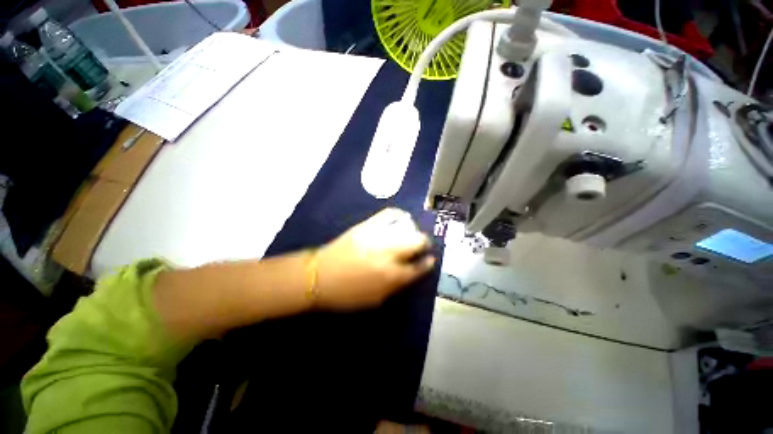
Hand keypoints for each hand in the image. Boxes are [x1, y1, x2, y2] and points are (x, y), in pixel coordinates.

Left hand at [314, 208, 435, 309]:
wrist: (319, 277)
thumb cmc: (347, 295)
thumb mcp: (376, 300)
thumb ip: (398, 286)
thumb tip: (411, 272)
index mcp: (392, 277)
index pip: (419, 268)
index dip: (428, 264)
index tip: (430, 260)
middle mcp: (389, 254)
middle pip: (417, 241)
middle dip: (424, 243)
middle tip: (421, 245)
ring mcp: (378, 236)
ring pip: (406, 227)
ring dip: (413, 230)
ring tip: (411, 233)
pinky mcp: (367, 226)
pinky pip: (388, 214)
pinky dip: (398, 215)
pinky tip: (400, 219)